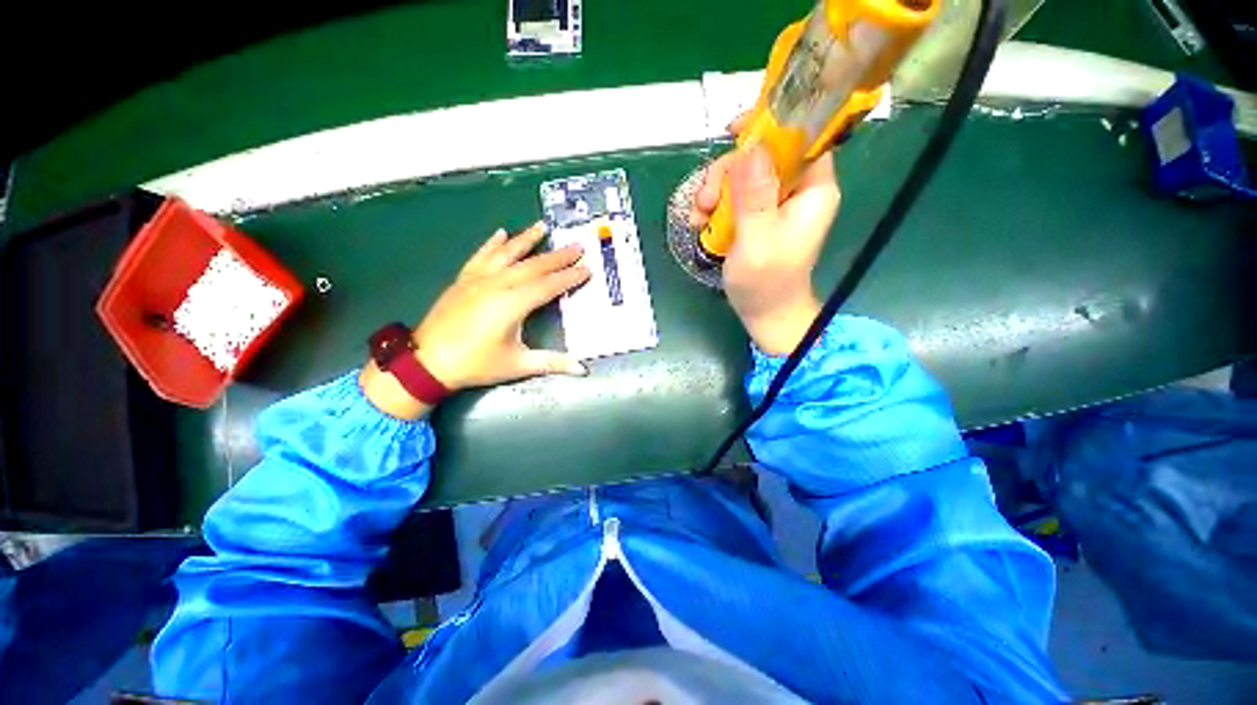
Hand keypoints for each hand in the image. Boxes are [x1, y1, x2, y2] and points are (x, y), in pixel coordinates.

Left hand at [361, 223, 589, 419]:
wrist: (427, 362)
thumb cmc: (476, 364)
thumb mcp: (518, 365)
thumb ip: (553, 363)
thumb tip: (583, 369)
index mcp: (513, 304)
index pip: (549, 285)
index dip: (569, 277)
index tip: (587, 268)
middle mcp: (497, 284)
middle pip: (533, 265)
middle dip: (558, 256)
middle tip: (577, 246)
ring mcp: (478, 279)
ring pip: (507, 253)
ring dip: (527, 239)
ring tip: (542, 226)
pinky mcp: (464, 279)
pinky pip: (481, 255)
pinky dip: (493, 243)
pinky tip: (502, 233)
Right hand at [690, 121, 839, 354]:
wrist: (766, 314)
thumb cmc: (766, 283)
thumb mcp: (757, 239)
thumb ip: (755, 194)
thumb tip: (752, 146)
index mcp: (812, 190)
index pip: (800, 137)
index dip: (770, 125)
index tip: (733, 132)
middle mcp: (797, 190)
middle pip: (762, 156)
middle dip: (728, 172)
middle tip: (705, 201)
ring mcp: (776, 204)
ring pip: (744, 176)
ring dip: (715, 192)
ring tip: (698, 218)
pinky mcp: (759, 217)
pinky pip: (736, 197)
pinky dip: (716, 207)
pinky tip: (701, 224)